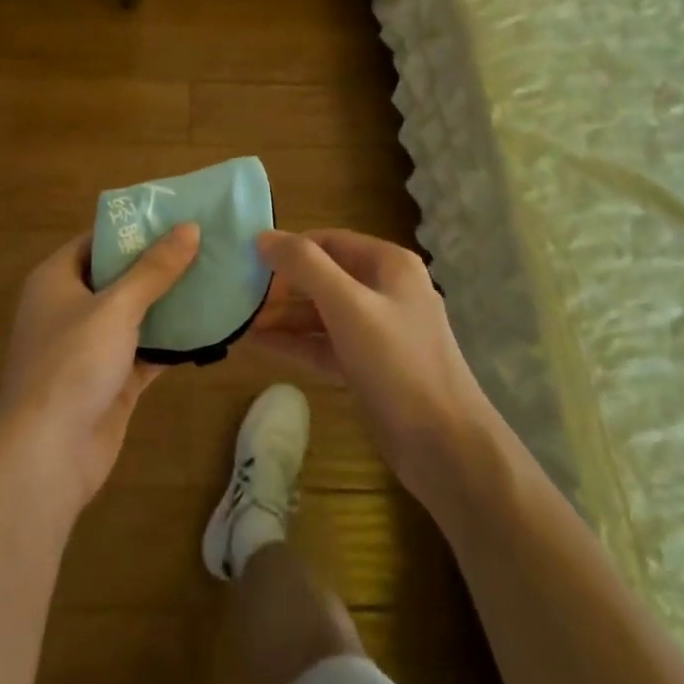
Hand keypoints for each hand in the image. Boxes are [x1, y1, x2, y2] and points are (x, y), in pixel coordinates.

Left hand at [0, 224, 199, 517]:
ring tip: (215, 278)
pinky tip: (209, 328)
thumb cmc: (72, 364)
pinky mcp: (110, 381)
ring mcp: (89, 347)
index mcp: (55, 280)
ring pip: (134, 315)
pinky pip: (145, 350)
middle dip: (158, 264)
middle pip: (118, 276)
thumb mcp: (116, 307)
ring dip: (169, 303)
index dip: (133, 228)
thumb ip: (154, 269)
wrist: (47, 455)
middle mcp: (69, 308)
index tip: (176, 217)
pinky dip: (171, 342)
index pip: (96, 240)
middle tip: (205, 245)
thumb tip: (189, 227)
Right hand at [250, 228, 498, 499]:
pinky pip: (324, 344)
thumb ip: (304, 266)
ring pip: (321, 313)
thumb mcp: (348, 305)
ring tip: (238, 322)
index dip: (288, 249)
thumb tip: (262, 237)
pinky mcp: (368, 366)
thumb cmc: (398, 363)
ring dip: (283, 316)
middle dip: (281, 286)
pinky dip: (294, 343)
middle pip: (323, 276)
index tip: (247, 262)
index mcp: (388, 264)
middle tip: (238, 296)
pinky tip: (258, 345)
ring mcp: (377, 331)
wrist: (445, 447)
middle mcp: (384, 291)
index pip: (328, 241)